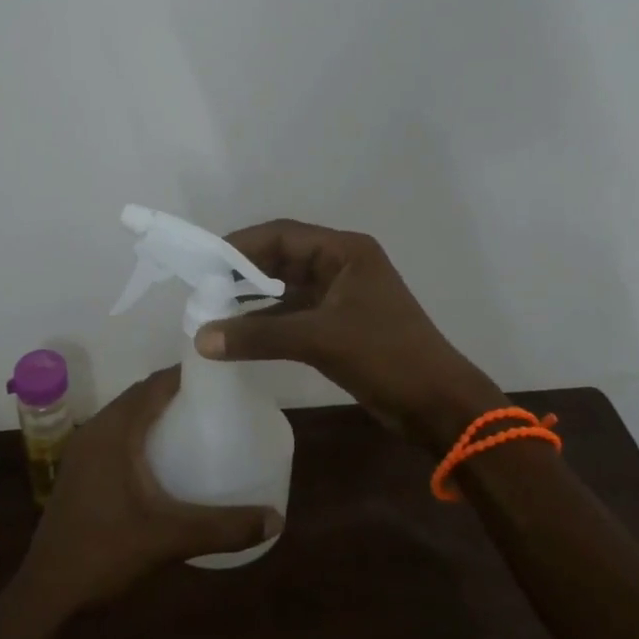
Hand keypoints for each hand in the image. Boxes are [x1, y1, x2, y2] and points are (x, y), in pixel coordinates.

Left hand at [11, 367, 282, 617]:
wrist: (47, 594)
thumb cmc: (104, 553)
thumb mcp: (169, 538)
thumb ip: (222, 527)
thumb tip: (276, 519)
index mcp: (114, 432)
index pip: (153, 384)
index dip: (185, 373)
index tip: (220, 374)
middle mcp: (95, 431)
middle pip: (140, 396)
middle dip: (175, 391)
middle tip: (216, 399)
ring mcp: (83, 452)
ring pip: (126, 416)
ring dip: (156, 412)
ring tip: (196, 422)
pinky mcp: (80, 472)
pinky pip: (116, 435)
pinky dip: (141, 432)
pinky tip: (164, 457)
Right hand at [195, 220, 498, 447]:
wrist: (438, 404)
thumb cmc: (385, 356)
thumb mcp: (319, 339)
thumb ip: (259, 336)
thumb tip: (200, 338)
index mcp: (345, 251)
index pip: (282, 234)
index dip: (241, 245)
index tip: (203, 261)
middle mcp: (342, 265)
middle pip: (283, 257)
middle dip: (243, 271)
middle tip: (202, 286)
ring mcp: (341, 295)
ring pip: (287, 287)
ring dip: (253, 298)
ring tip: (212, 308)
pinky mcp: (340, 323)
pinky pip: (295, 313)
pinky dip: (268, 321)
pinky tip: (240, 333)